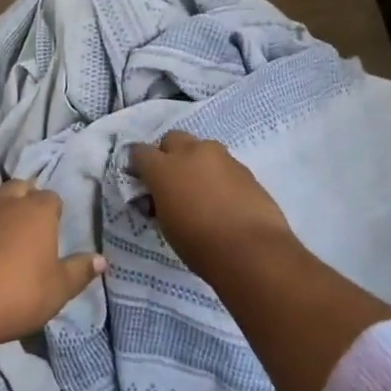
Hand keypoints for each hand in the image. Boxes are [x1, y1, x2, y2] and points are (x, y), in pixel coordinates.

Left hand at [0, 180, 105, 349]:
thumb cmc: (19, 292)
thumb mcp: (59, 289)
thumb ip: (79, 271)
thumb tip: (102, 259)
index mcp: (38, 211)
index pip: (51, 198)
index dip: (55, 211)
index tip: (57, 227)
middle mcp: (8, 203)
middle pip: (20, 188)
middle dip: (27, 198)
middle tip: (33, 223)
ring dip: (3, 209)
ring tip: (9, 232)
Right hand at [129, 131, 293, 273]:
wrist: (252, 251)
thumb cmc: (200, 245)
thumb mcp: (166, 226)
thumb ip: (160, 201)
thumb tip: (162, 197)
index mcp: (163, 168)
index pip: (140, 152)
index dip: (139, 165)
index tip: (142, 182)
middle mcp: (190, 153)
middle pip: (172, 139)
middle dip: (168, 155)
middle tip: (173, 182)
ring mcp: (220, 157)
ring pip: (201, 148)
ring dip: (196, 162)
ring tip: (202, 191)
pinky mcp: (244, 168)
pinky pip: (223, 164)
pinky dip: (218, 175)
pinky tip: (224, 199)